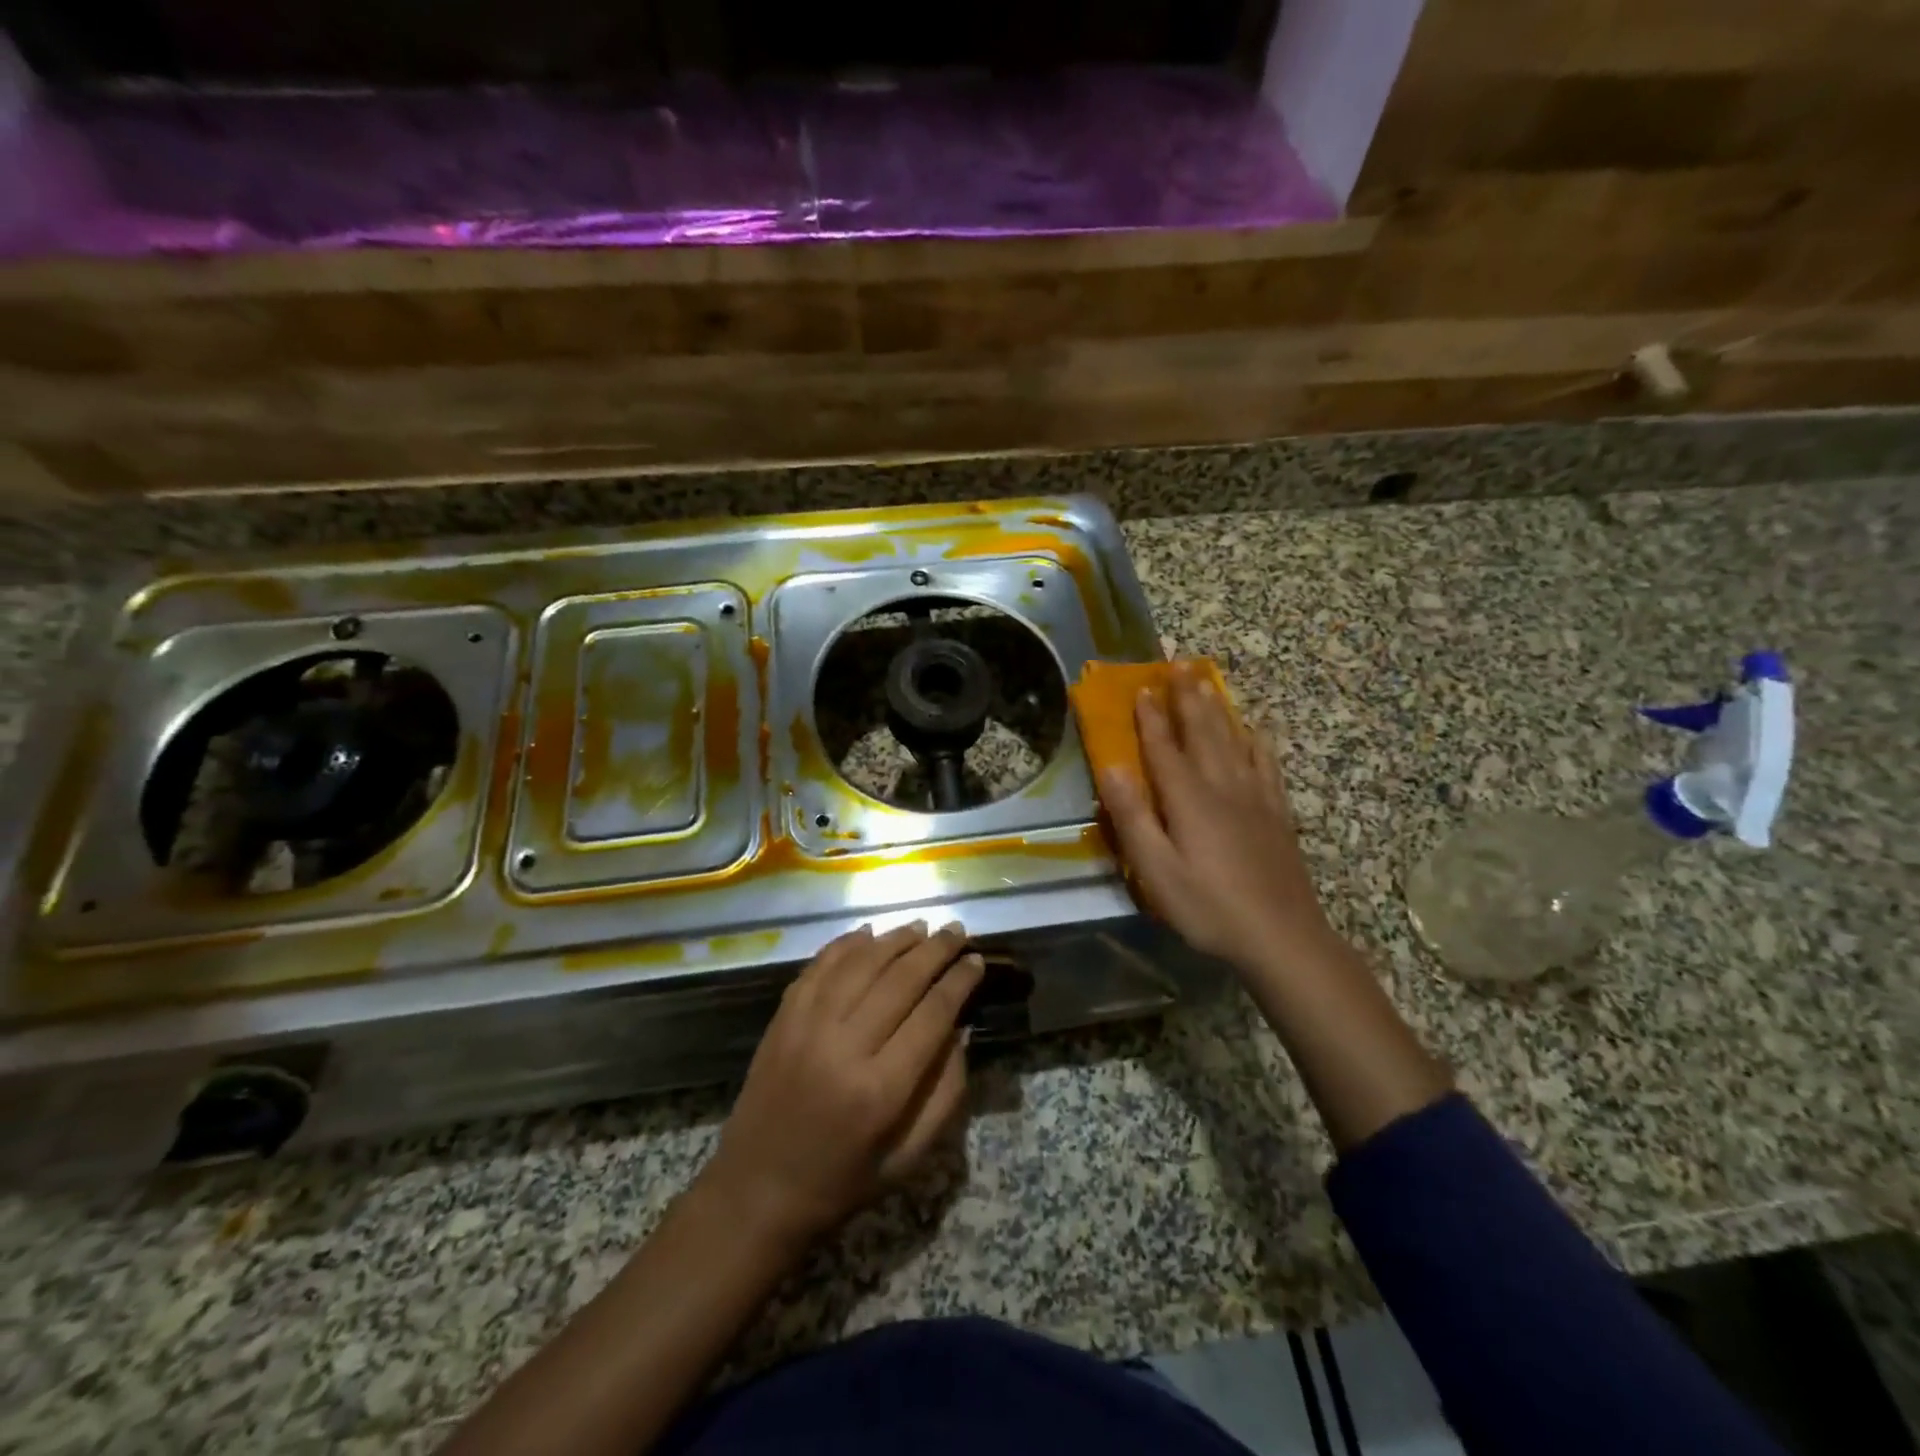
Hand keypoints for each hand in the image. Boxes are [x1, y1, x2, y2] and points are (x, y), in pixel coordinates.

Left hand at [700, 922, 982, 1245]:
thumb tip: (960, 1029)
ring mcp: (807, 1025)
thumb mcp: (910, 1157)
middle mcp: (844, 1046)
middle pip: (901, 979)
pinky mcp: (782, 1017)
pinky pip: (820, 965)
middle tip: (957, 930)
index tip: (977, 961)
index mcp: (881, 1090)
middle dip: (935, 950)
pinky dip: (847, 944)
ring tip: (922, 928)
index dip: (959, 982)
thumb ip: (945, 1093)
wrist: (756, 1189)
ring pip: (861, 963)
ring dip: (896, 939)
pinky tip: (870, 934)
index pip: (933, 1014)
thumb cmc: (843, 1180)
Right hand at [1098, 665, 1334, 971]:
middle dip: (1187, 697)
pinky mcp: (1277, 812)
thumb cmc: (1208, 906)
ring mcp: (1255, 796)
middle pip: (1202, 731)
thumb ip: (1133, 818)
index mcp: (1189, 799)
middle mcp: (1223, 785)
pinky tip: (1257, 729)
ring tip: (1207, 681)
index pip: (1164, 747)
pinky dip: (1257, 740)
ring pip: (1233, 739)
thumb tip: (1111, 768)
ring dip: (1217, 707)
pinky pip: (1266, 763)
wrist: (1281, 936)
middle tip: (1179, 663)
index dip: (1151, 717)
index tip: (1141, 687)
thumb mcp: (1156, 870)